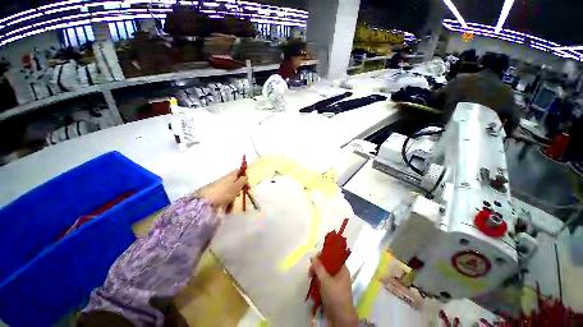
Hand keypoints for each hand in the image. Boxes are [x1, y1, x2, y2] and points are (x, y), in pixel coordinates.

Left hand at [196, 170, 247, 207]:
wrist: (206, 201)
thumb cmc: (225, 192)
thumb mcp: (237, 186)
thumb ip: (243, 180)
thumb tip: (246, 176)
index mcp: (231, 175)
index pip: (239, 171)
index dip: (244, 175)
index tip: (247, 183)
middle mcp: (226, 179)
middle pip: (236, 181)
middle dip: (241, 188)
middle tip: (244, 193)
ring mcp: (221, 186)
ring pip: (232, 189)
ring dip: (235, 195)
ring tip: (234, 201)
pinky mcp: (217, 193)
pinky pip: (226, 195)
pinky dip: (229, 200)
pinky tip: (228, 206)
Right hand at [310, 258, 357, 326]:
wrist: (341, 317)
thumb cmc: (335, 295)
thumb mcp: (325, 280)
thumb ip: (319, 268)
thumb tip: (313, 257)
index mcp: (342, 268)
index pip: (333, 256)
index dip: (323, 255)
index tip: (314, 258)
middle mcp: (340, 273)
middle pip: (328, 264)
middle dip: (318, 265)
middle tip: (310, 270)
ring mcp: (336, 281)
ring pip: (325, 272)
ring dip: (317, 273)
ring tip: (310, 276)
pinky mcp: (332, 289)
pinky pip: (324, 280)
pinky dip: (319, 279)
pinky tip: (313, 281)